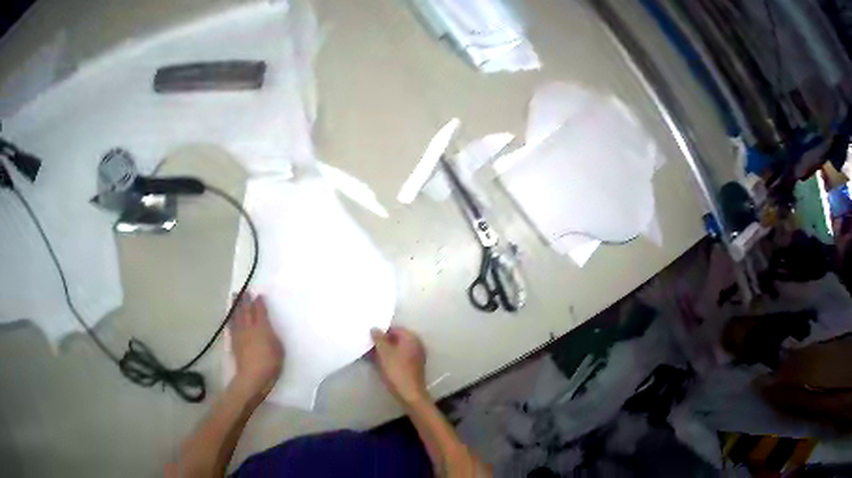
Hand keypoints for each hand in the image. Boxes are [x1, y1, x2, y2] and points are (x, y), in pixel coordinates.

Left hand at [230, 294, 283, 398]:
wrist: (253, 376)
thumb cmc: (270, 363)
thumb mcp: (279, 348)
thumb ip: (273, 336)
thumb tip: (268, 330)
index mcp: (262, 327)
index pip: (260, 311)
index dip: (259, 302)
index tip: (259, 295)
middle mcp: (249, 327)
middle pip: (246, 310)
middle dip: (245, 300)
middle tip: (244, 291)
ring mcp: (240, 334)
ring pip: (236, 316)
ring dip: (235, 306)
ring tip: (234, 297)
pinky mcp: (234, 342)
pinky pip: (231, 326)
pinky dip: (230, 319)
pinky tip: (230, 317)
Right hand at [371, 326, 427, 405]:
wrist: (410, 393)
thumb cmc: (396, 371)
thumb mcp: (384, 353)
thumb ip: (379, 339)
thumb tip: (375, 328)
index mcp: (411, 338)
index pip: (395, 329)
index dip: (381, 332)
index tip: (370, 337)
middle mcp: (416, 344)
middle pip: (396, 339)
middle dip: (382, 342)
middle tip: (369, 346)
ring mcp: (416, 356)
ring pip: (397, 349)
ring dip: (385, 351)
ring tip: (371, 355)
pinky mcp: (414, 366)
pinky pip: (400, 357)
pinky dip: (390, 358)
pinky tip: (379, 363)